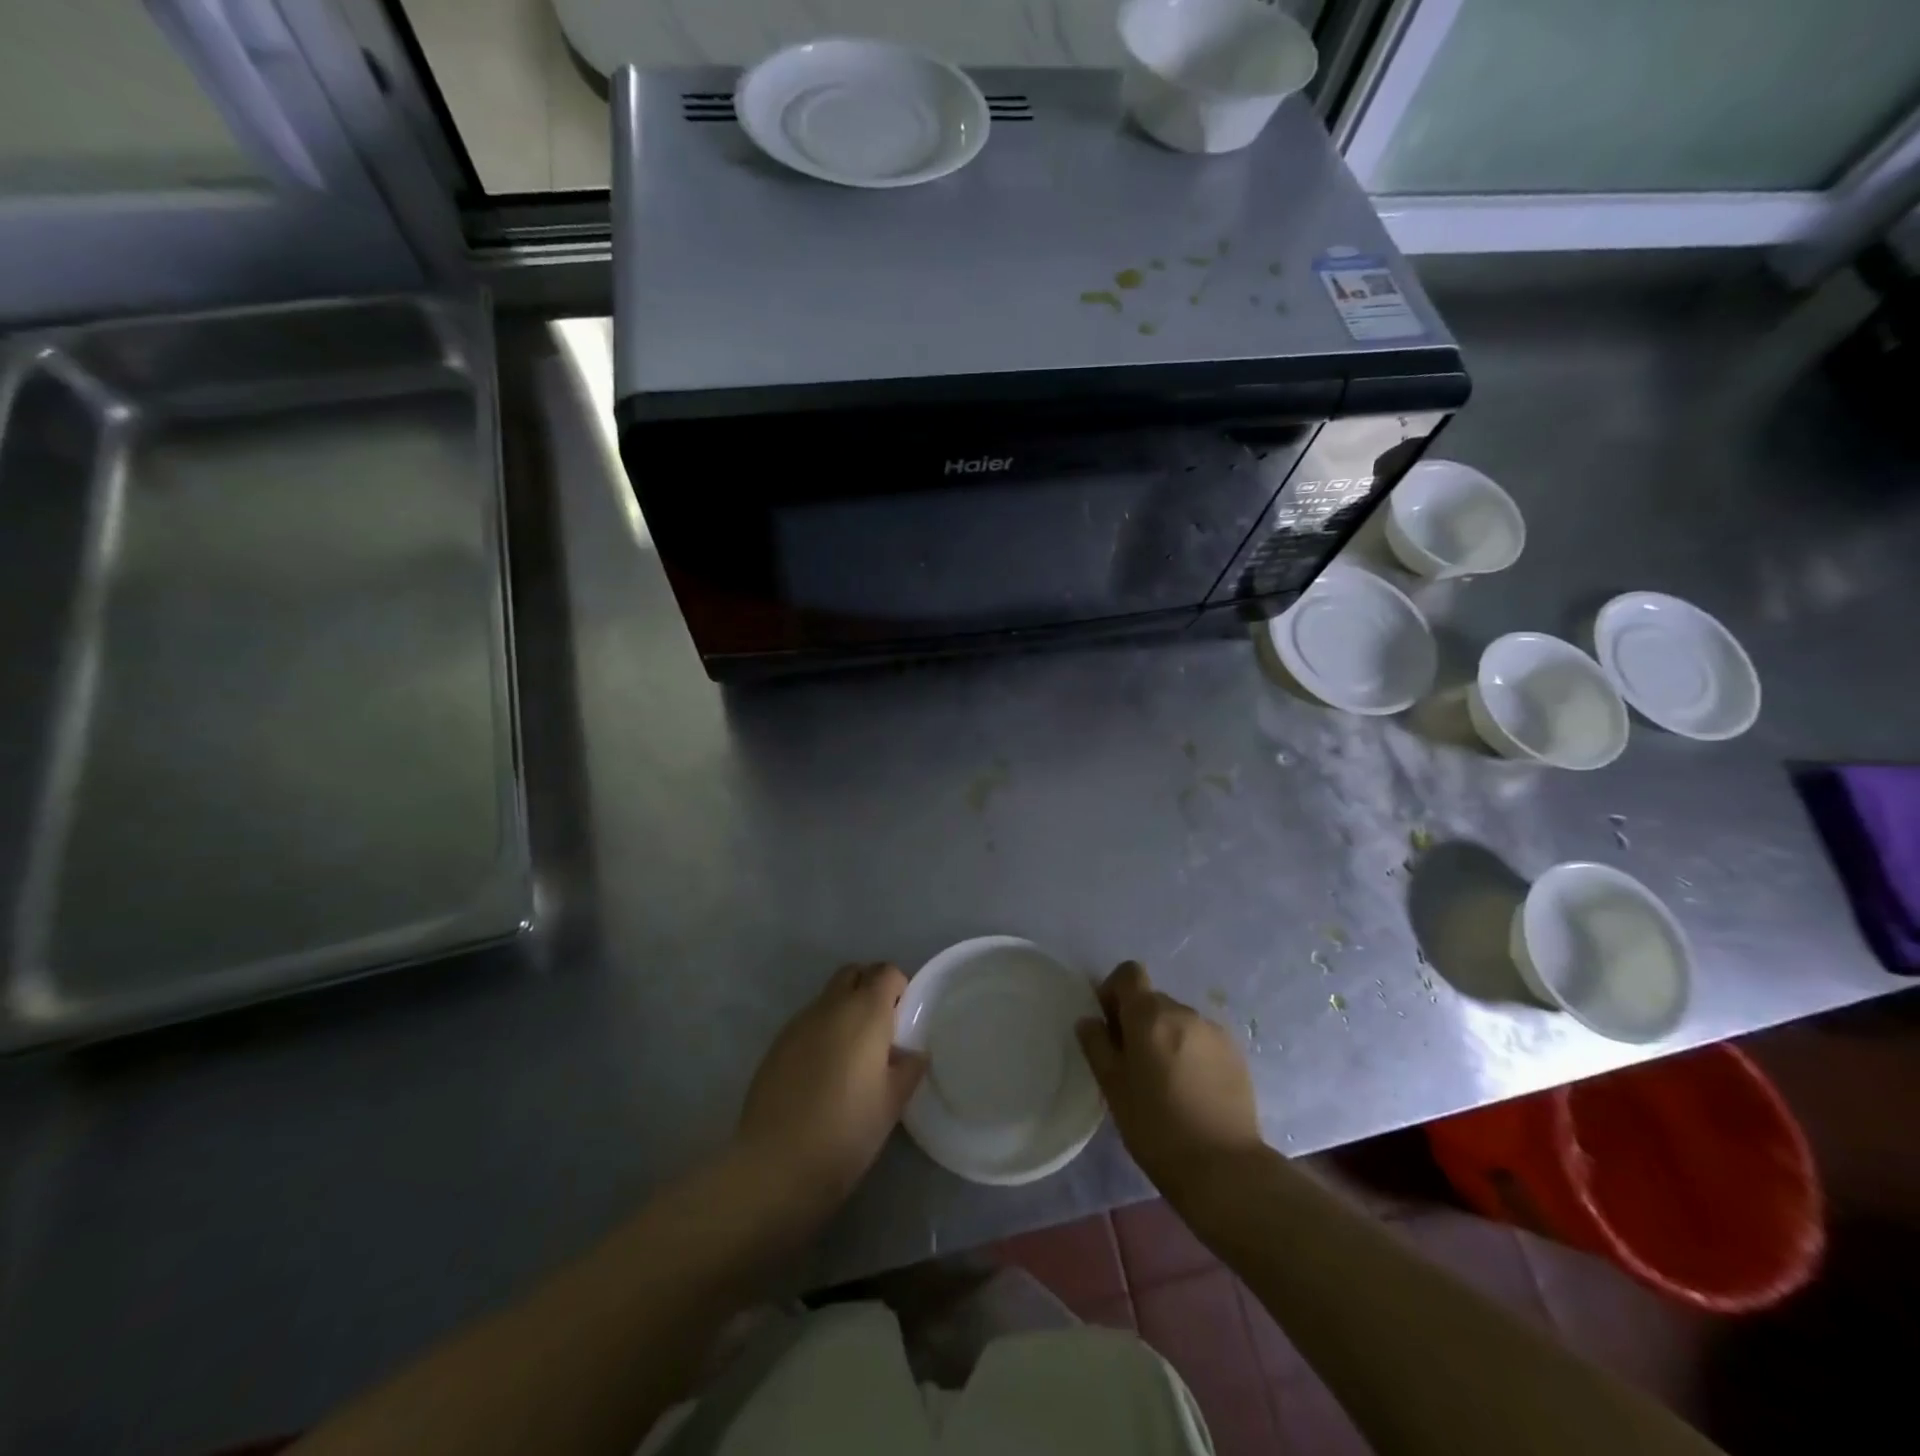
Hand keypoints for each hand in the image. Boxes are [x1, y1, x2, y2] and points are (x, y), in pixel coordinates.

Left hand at [737, 963, 926, 1204]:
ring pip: (828, 997)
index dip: (899, 988)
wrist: (776, 1164)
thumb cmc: (846, 1130)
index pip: (887, 972)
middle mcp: (830, 1005)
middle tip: (881, 1029)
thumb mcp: (892, 1102)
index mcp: (865, 1011)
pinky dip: (822, 1031)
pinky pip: (808, 1022)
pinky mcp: (776, 1044)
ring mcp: (798, 1022)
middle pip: (854, 973)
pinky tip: (823, 1072)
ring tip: (852, 1055)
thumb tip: (912, 1051)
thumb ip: (908, 1068)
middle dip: (870, 988)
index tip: (904, 1020)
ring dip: (844, 1010)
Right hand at [1076, 961, 1265, 1202]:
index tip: (1109, 1025)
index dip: (1114, 991)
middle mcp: (1183, 1012)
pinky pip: (1202, 1040)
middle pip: (1153, 1000)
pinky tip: (1190, 1090)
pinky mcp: (1236, 1055)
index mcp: (1150, 1015)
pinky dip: (1190, 1052)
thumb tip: (1089, 1020)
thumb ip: (1097, 1046)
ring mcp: (1214, 1032)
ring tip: (1164, 1081)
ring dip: (1165, 1037)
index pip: (1129, 973)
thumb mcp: (1113, 1088)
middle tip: (1132, 1062)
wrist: (1225, 1169)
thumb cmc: (1156, 1128)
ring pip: (1178, 1021)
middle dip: (1138, 1021)